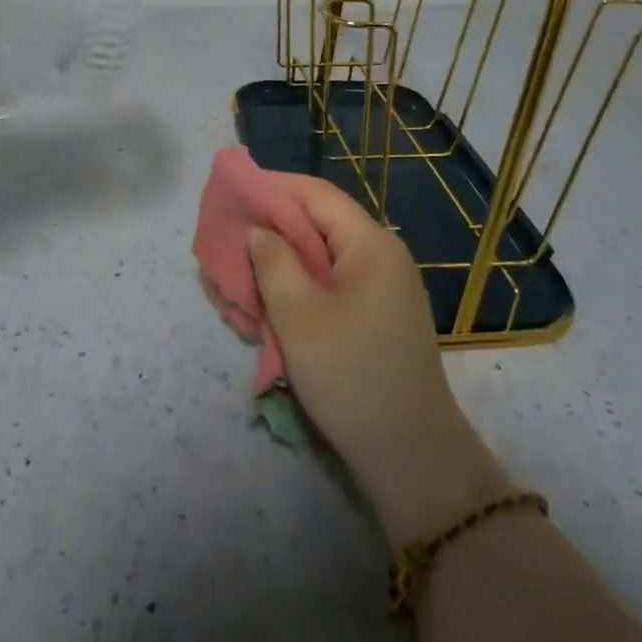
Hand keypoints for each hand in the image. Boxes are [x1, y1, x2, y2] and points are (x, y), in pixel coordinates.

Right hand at [248, 178, 515, 547]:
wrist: (411, 453)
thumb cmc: (350, 375)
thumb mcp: (298, 315)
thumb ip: (273, 262)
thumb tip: (259, 231)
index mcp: (370, 244)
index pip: (316, 194)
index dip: (273, 187)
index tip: (234, 192)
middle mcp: (383, 255)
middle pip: (320, 223)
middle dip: (273, 228)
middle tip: (231, 239)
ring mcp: (386, 287)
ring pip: (324, 257)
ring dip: (284, 261)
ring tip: (243, 272)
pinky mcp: (380, 316)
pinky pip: (334, 285)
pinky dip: (302, 286)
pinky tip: (273, 303)